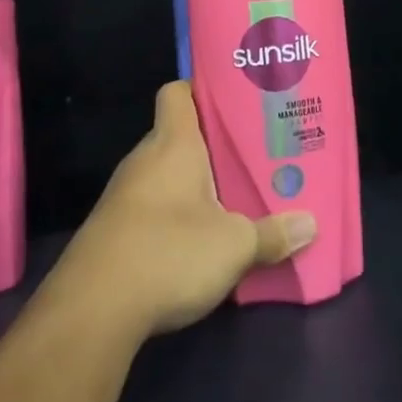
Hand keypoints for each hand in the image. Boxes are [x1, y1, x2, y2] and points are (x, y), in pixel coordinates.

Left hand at [45, 81, 317, 338]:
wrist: (91, 312)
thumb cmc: (168, 252)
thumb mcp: (234, 246)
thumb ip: (272, 234)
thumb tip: (310, 224)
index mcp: (173, 144)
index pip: (178, 93)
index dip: (202, 89)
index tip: (233, 101)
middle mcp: (145, 160)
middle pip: (179, 135)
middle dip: (212, 145)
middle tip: (251, 155)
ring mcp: (123, 196)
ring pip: (166, 174)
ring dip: (194, 185)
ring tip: (234, 196)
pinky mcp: (113, 231)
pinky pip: (152, 207)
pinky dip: (174, 216)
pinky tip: (199, 240)